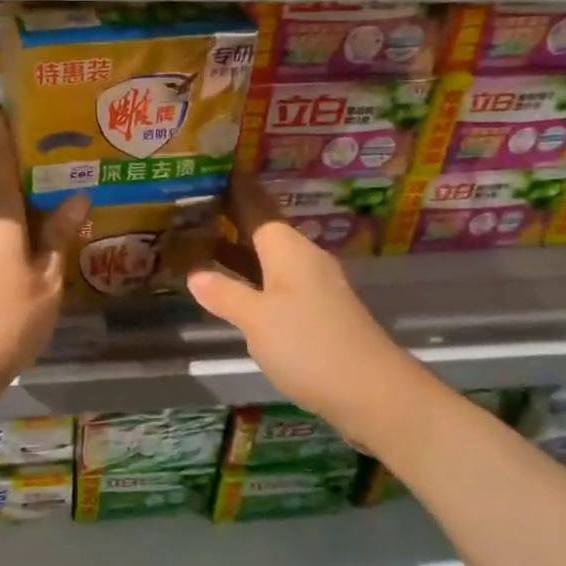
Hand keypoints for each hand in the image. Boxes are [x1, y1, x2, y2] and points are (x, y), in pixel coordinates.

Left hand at [0, 109, 88, 397]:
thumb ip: (58, 236)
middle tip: (44, 151)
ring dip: (5, 192)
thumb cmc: (6, 320)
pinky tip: (22, 230)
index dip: (0, 129)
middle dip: (9, 160)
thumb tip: (76, 199)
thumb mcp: (46, 279)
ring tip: (41, 190)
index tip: (4, 104)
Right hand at [186, 180, 412, 436]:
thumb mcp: (257, 320)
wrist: (373, 393)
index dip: (234, 190)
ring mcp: (313, 287)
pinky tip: (232, 289)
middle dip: (230, 219)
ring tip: (200, 243)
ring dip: (238, 251)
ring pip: (268, 258)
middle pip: (262, 230)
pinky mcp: (317, 314)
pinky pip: (276, 283)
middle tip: (191, 208)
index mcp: (288, 250)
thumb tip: (196, 274)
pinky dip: (251, 278)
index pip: (256, 207)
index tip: (210, 172)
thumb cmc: (309, 346)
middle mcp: (303, 260)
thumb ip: (225, 294)